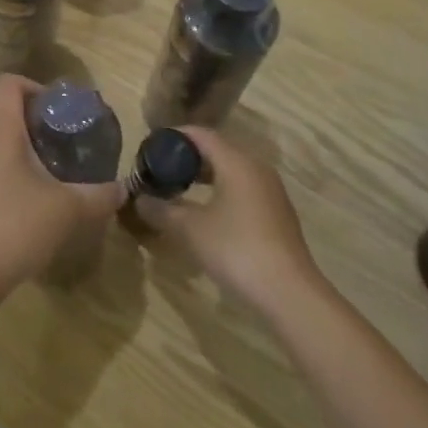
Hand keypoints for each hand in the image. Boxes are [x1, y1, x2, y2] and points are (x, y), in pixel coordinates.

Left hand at [0, 76, 125, 301]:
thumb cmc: (17, 227)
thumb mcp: (69, 210)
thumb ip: (99, 195)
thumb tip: (122, 189)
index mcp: (0, 131)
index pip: (9, 83)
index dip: (35, 86)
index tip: (59, 111)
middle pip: (5, 115)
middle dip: (37, 125)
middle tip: (66, 148)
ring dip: (23, 153)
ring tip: (52, 179)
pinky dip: (9, 176)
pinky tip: (28, 208)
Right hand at [133, 126, 322, 320]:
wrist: (289, 293)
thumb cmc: (236, 250)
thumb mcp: (190, 229)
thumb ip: (161, 209)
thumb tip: (138, 199)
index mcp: (236, 162)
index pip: (201, 134)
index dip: (174, 136)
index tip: (150, 147)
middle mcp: (256, 168)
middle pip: (217, 149)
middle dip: (187, 157)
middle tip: (160, 169)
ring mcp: (270, 191)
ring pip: (231, 170)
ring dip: (204, 175)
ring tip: (178, 189)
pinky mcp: (276, 213)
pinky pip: (242, 187)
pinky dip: (220, 190)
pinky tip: (205, 211)